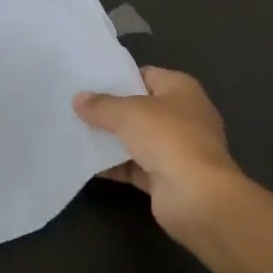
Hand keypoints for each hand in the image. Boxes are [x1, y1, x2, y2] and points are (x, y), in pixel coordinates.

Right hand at [74, 67, 245, 240]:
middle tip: (77, 108)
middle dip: (111, 110)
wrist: (197, 197)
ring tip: (75, 133)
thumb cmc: (168, 138)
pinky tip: (86, 163)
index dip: (119, 78)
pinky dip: (114, 166)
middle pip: (140, 108)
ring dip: (110, 140)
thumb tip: (78, 99)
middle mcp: (183, 115)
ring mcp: (177, 149)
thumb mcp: (128, 113)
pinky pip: (135, 166)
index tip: (89, 82)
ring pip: (137, 139)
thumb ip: (101, 105)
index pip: (146, 75)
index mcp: (181, 89)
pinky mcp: (167, 178)